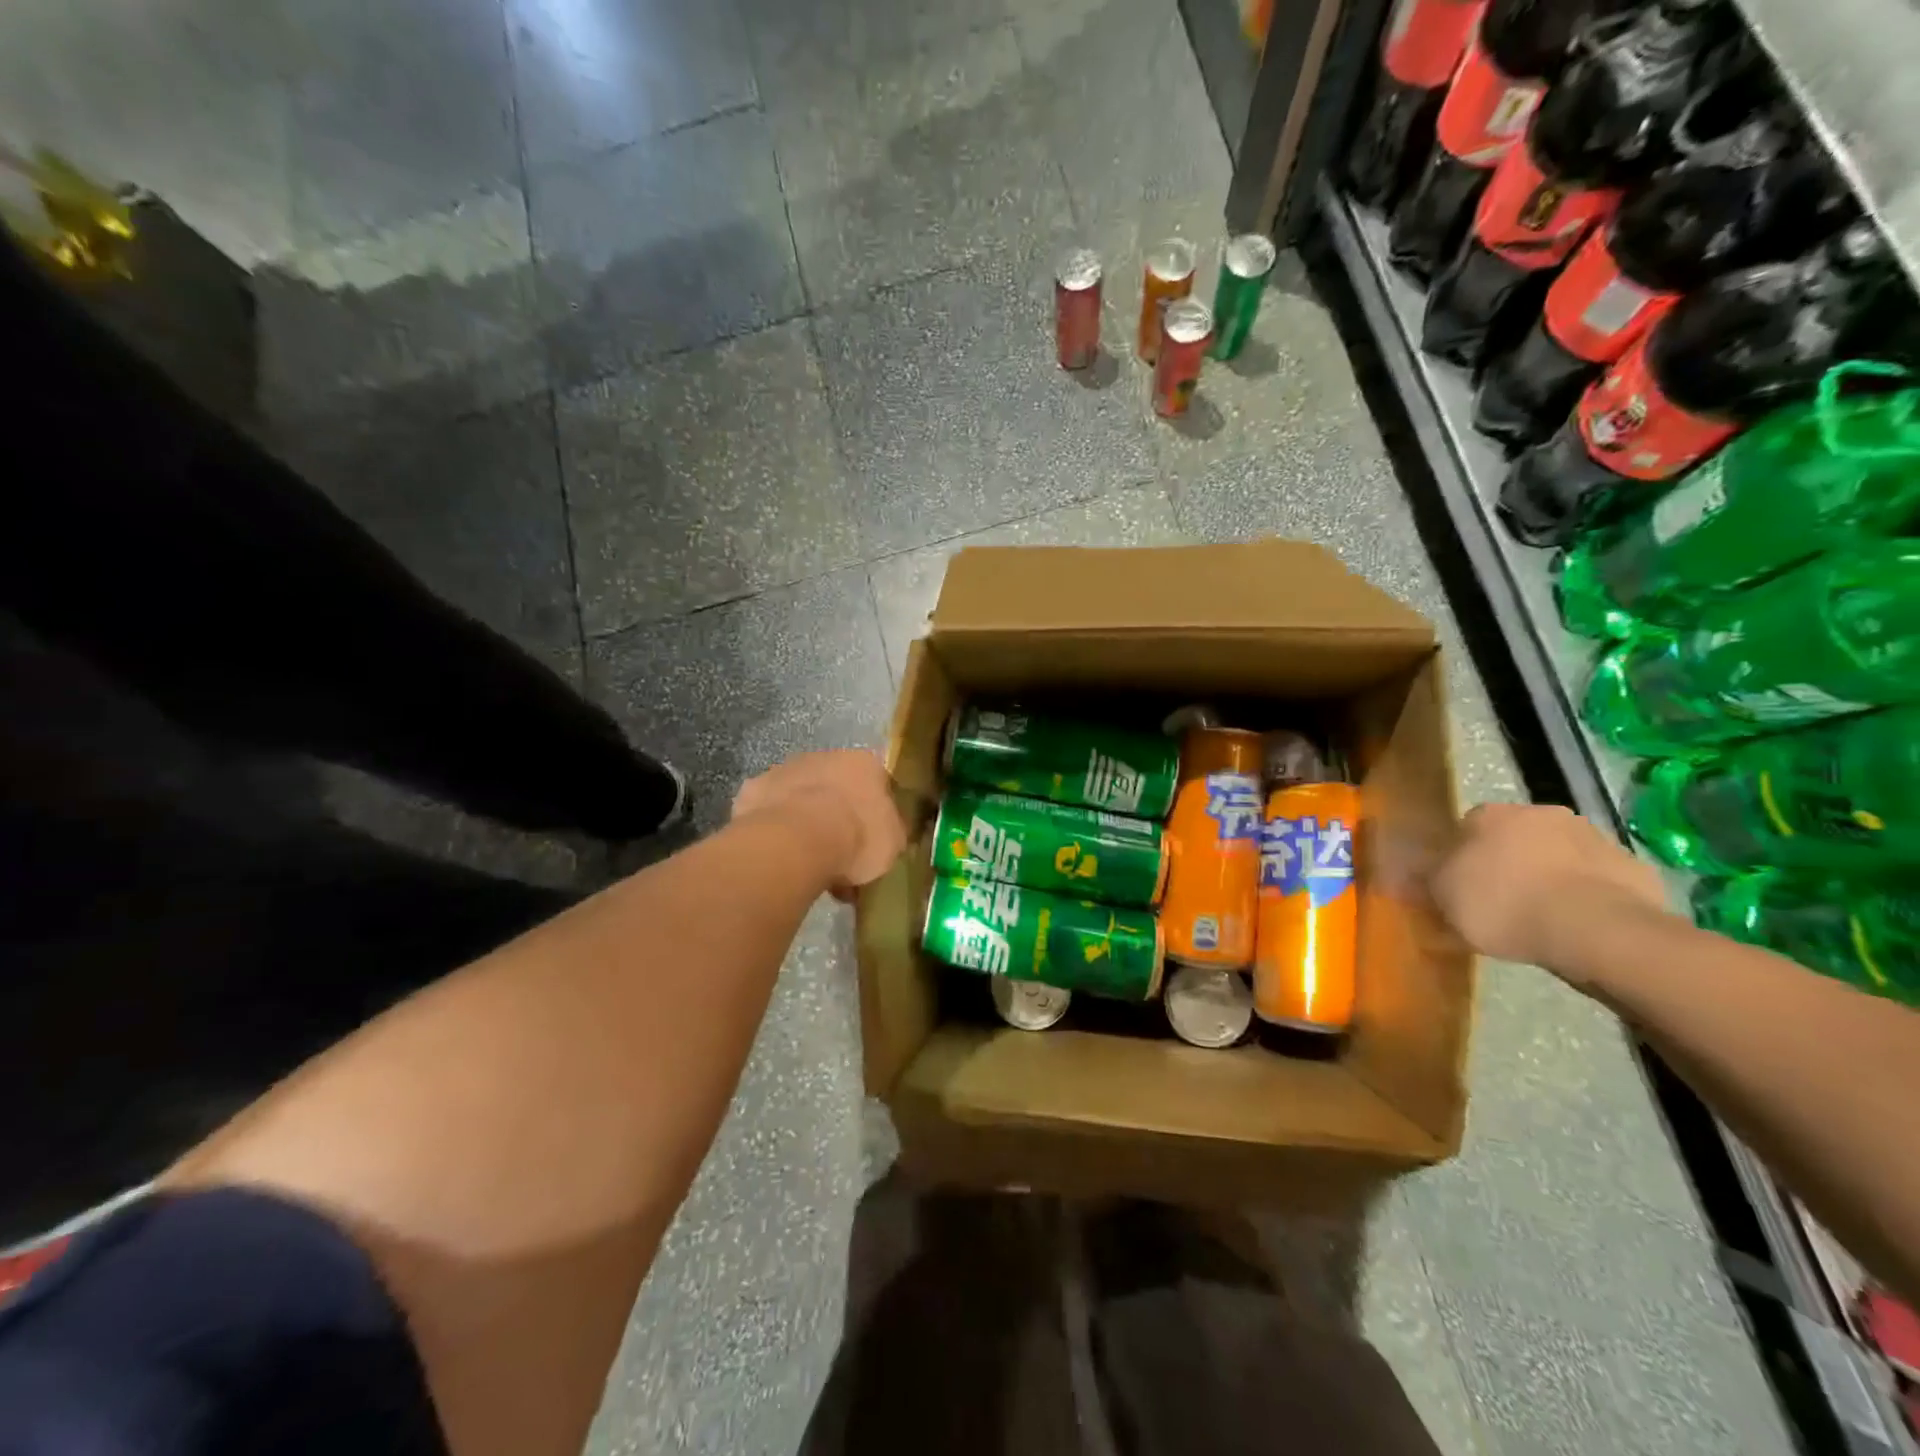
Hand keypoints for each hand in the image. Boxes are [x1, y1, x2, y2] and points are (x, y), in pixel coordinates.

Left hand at [732, 750, 906, 895]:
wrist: (798, 841)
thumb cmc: (857, 837)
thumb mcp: (893, 842)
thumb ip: (891, 831)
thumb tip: (888, 831)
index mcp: (865, 763)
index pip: (876, 781)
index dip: (874, 810)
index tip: (871, 836)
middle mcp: (825, 756)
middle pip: (835, 784)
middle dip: (836, 812)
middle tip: (839, 850)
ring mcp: (785, 769)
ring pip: (800, 794)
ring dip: (804, 818)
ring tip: (806, 859)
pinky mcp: (753, 789)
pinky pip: (770, 811)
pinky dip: (775, 828)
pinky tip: (779, 854)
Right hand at [1429, 803, 1667, 975]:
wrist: (1597, 930)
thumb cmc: (1504, 905)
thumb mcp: (1442, 898)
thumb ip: (1422, 882)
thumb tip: (1398, 873)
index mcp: (1490, 814)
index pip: (1465, 827)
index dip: (1461, 858)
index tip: (1460, 887)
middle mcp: (1540, 813)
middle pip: (1514, 837)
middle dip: (1508, 862)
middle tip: (1500, 902)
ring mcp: (1592, 837)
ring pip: (1558, 855)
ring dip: (1549, 877)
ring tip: (1541, 919)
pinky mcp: (1633, 867)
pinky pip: (1597, 880)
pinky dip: (1586, 897)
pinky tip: (1578, 926)